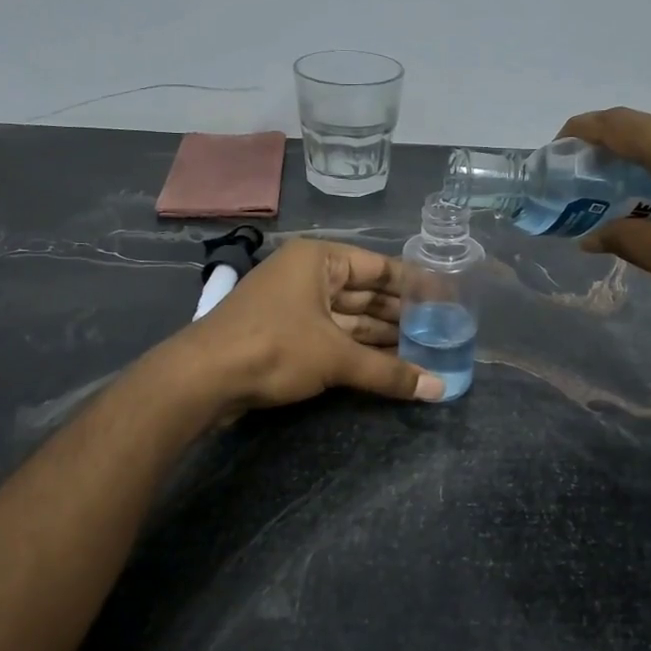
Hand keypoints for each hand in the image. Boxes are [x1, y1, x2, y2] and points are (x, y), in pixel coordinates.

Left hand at [175, 239, 444, 408]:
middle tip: (443, 330)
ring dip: (383, 336)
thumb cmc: (274, 348)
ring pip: (350, 318)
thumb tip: (441, 389)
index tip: (447, 298)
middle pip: (366, 293)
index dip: (415, 284)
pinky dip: (359, 350)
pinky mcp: (285, 335)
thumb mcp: (337, 358)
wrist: (203, 379)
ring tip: (425, 350)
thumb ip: (390, 372)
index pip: (379, 267)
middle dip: (401, 314)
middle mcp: (308, 276)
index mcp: (319, 260)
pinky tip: (389, 364)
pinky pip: (333, 336)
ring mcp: (294, 305)